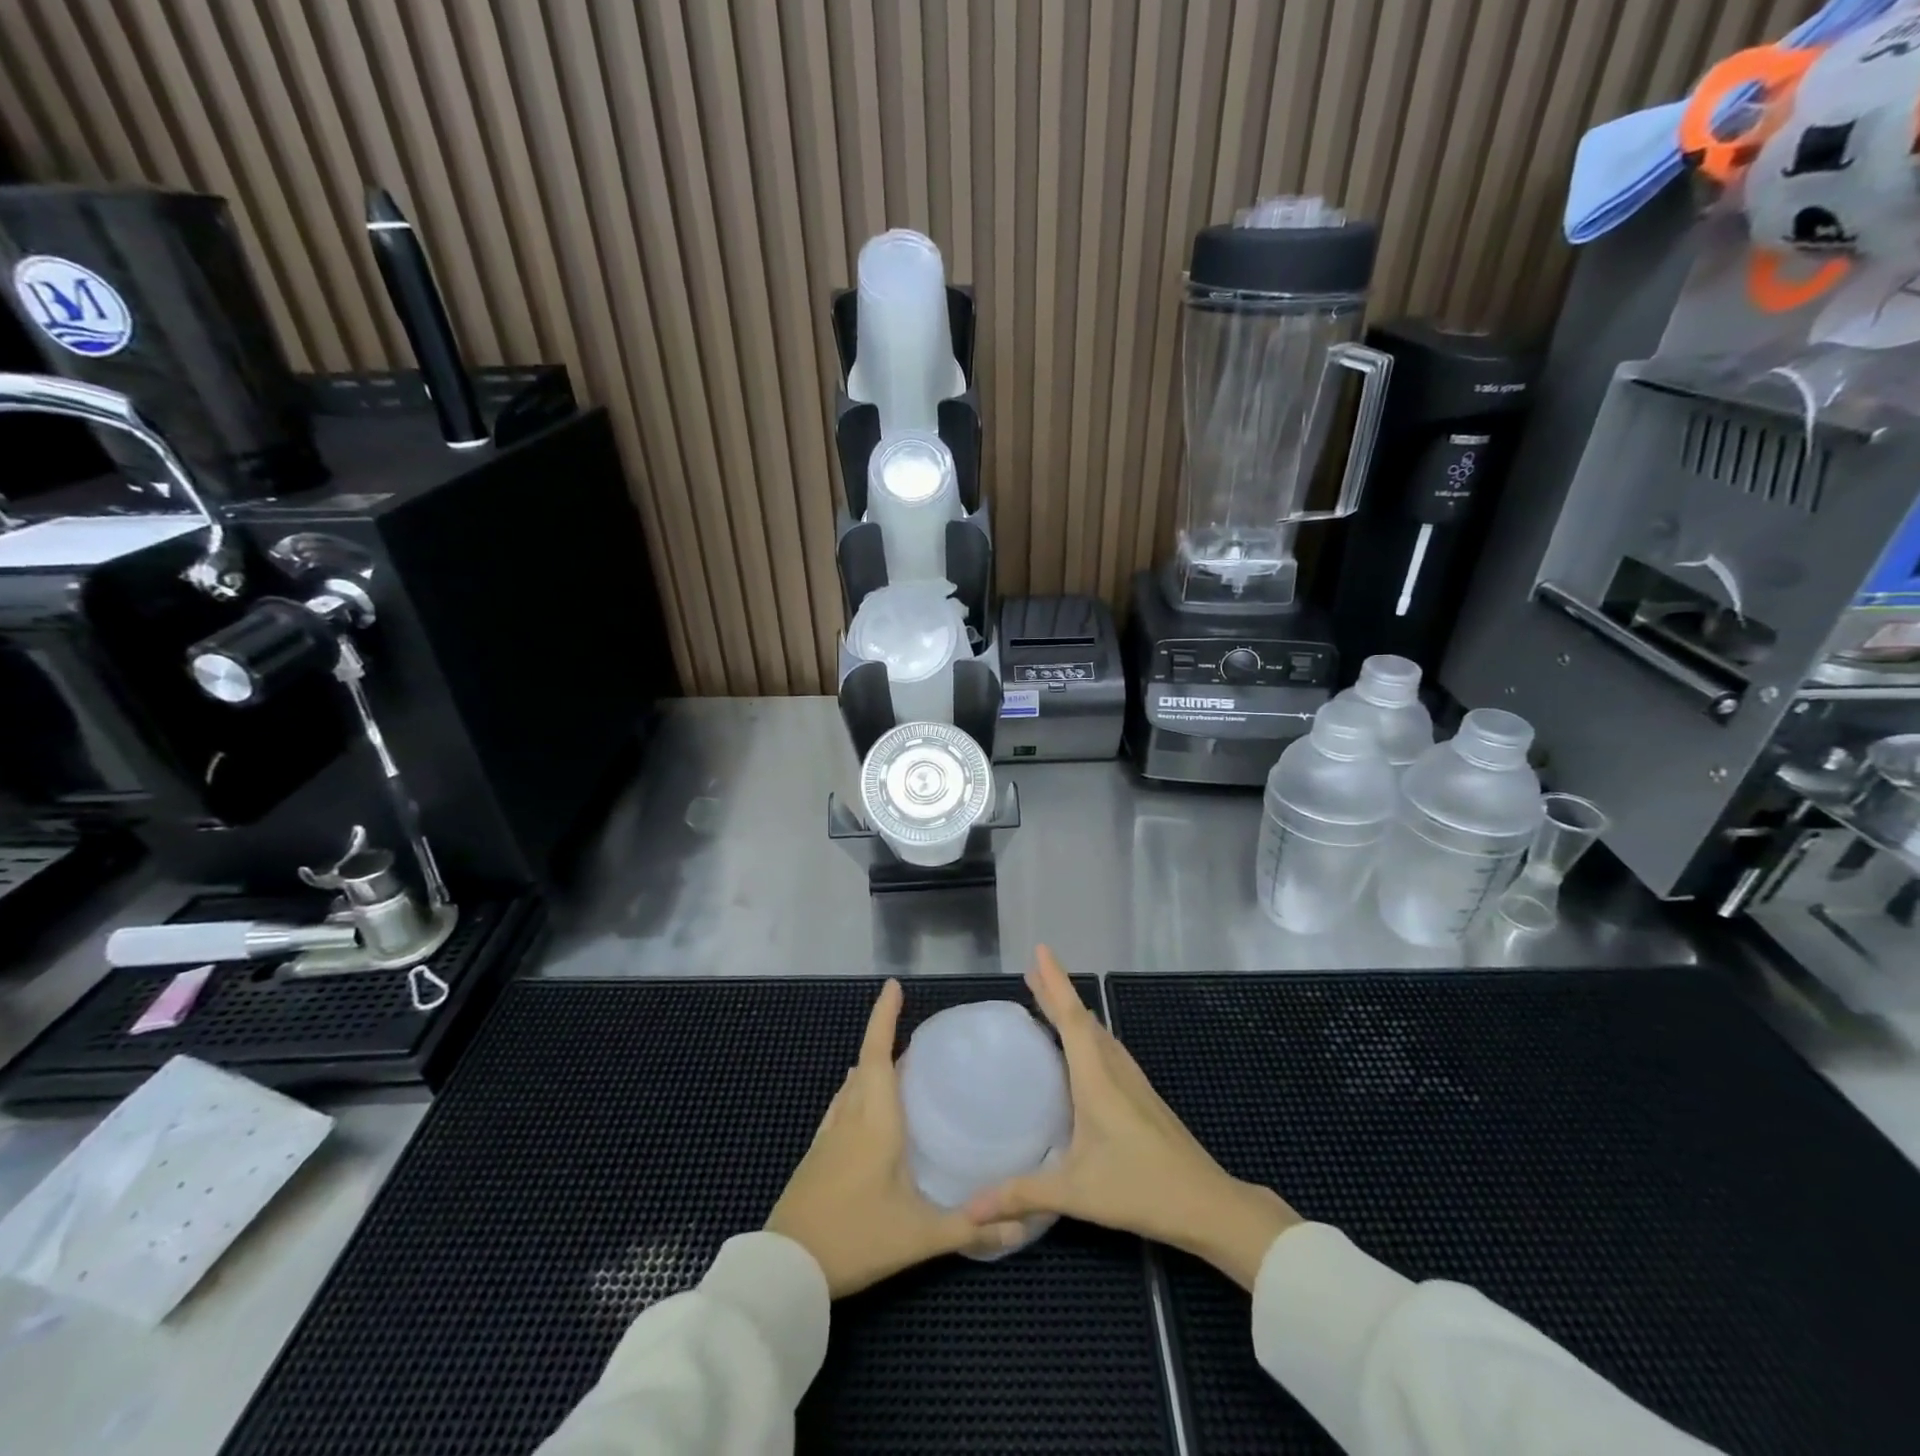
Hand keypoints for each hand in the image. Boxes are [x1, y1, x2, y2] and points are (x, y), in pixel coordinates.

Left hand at [767, 978, 1024, 1295]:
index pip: (877, 1053)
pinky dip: (858, 1093)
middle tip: (916, 1035)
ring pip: (851, 1086)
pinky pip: (841, 1108)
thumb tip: (1022, 1225)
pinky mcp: (816, 1156)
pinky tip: (866, 1111)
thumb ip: (971, 1227)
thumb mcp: (919, 1236)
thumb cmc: (855, 1239)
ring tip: (898, 1066)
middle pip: (866, 1064)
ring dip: (871, 1067)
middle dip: (885, 1039)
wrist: (785, 1271)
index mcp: (875, 1120)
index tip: (893, 985)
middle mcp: (850, 1117)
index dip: (884, 1017)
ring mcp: (828, 1136)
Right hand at [965, 947, 1300, 1289]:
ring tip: (1050, 1004)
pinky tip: (1083, 1052)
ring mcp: (1133, 1083)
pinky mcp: (1143, 1098)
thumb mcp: (1076, 1193)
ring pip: (1099, 1034)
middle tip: (1032, 973)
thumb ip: (1022, 1195)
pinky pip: (1108, 1051)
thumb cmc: (1141, 1189)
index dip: (1054, 982)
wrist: (1208, 1204)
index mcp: (1097, 1078)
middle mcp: (1115, 1070)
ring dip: (1074, 1013)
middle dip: (1057, 992)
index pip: (1071, 1018)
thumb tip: (970, 1209)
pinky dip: (1088, 1036)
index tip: (1041, 950)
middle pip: (1083, 1019)